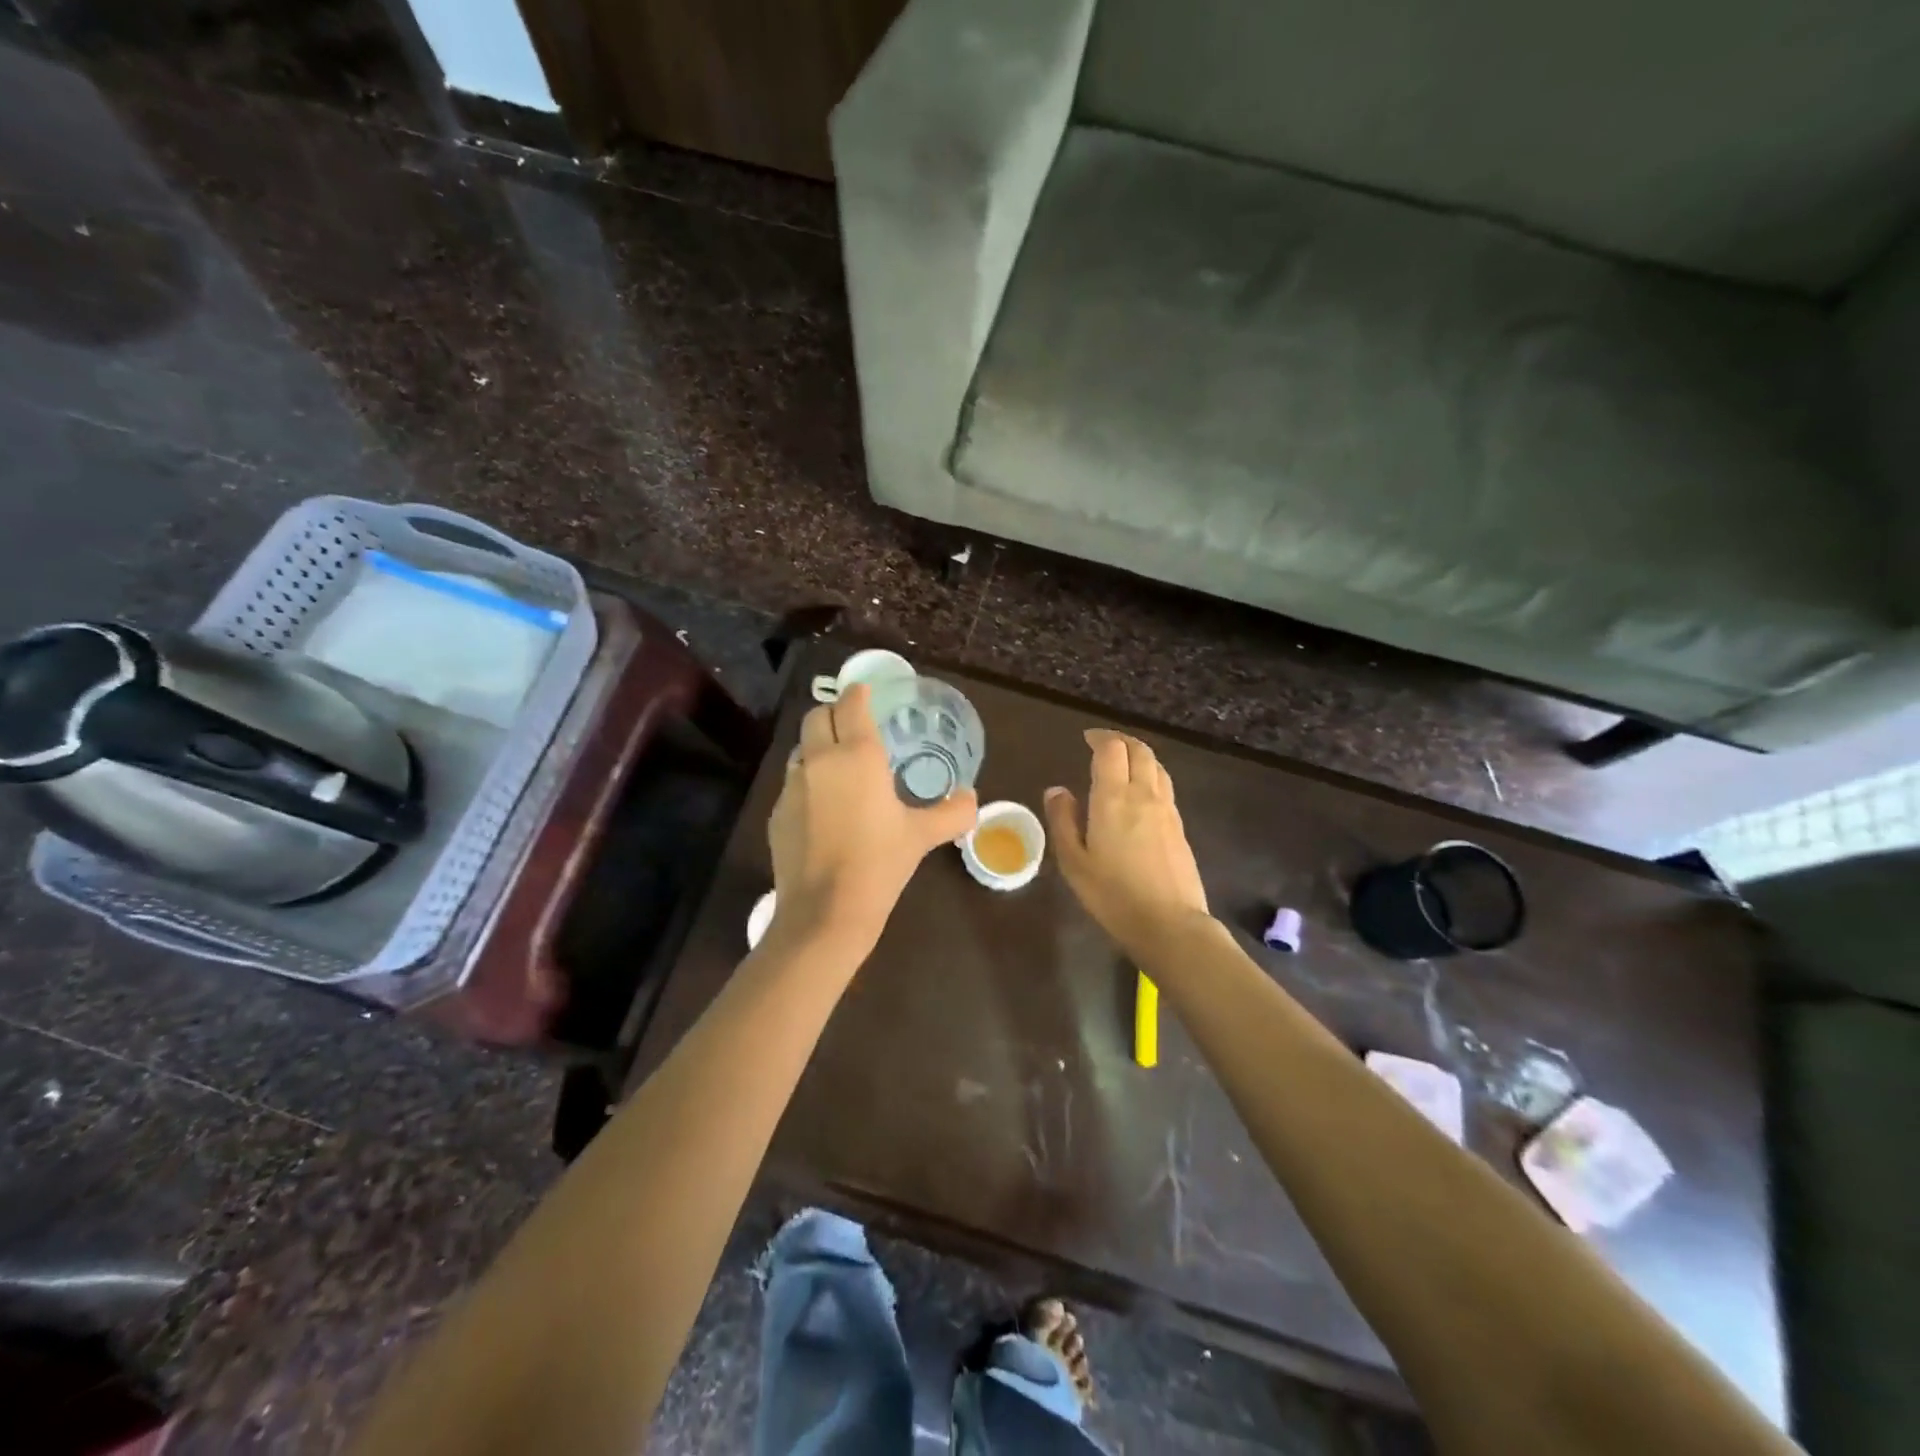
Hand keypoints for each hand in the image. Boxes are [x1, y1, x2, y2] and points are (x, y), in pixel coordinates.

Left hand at [767, 683, 978, 957]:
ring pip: (801, 749)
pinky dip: (807, 783)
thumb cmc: (879, 864)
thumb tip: (972, 799)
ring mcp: (793, 786)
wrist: (826, 911)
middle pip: (816, 716)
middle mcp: (820, 760)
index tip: (865, 692)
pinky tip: (822, 809)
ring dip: (817, 747)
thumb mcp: (921, 836)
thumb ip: (952, 812)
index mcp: (857, 756)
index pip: (851, 705)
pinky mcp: (777, 812)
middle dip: (832, 714)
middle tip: (852, 726)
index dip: (858, 693)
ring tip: (837, 768)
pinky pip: (792, 783)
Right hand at [1046, 730, 1209, 957]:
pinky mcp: (1180, 827)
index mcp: (1113, 798)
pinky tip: (1141, 794)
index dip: (1100, 738)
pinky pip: (1165, 787)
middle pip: (1139, 751)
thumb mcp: (1073, 861)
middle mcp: (1143, 795)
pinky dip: (1151, 777)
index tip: (1087, 738)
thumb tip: (1057, 790)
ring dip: (1139, 756)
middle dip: (1121, 741)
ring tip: (1123, 763)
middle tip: (1104, 744)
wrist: (1169, 923)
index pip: (1111, 750)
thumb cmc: (1112, 894)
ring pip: (1157, 767)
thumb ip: (1063, 821)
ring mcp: (1167, 810)